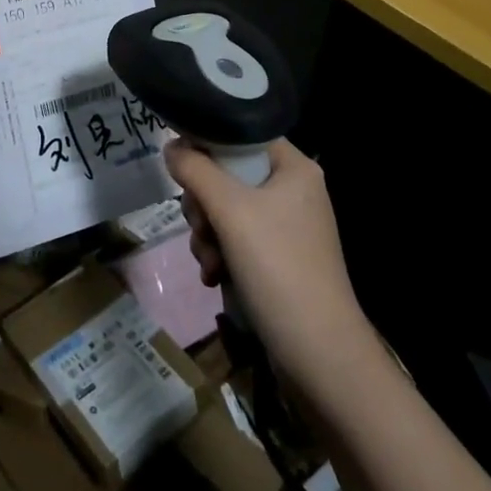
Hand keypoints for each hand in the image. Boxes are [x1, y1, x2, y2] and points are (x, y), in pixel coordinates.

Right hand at [167, 138, 376, 399]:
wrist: (319, 355)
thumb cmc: (278, 268)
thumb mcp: (230, 211)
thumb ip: (195, 171)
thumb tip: (171, 146)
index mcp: (294, 167)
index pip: (241, 134)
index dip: (207, 144)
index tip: (182, 168)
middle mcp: (293, 190)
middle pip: (228, 174)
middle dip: (204, 203)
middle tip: (202, 225)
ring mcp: (287, 227)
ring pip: (226, 210)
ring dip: (207, 233)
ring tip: (209, 261)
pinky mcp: (279, 259)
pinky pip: (237, 240)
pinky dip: (221, 254)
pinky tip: (214, 277)